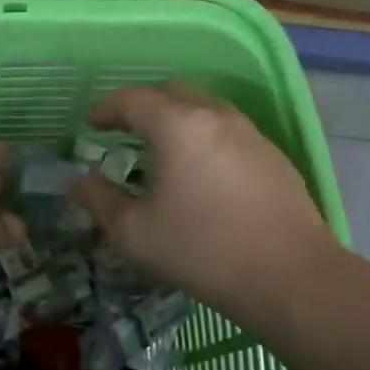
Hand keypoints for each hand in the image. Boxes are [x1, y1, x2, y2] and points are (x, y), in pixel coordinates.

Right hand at [68, 82, 334, 324]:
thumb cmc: (202, 250)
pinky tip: (197, 171)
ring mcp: (250, 133)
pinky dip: (202, 135)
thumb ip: (100, 201)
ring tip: (158, 149)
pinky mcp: (272, 156)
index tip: (89, 124)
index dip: (106, 108)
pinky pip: (226, 129)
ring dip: (175, 118)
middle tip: (121, 129)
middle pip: (172, 92)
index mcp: (178, 125)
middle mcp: (216, 116)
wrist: (291, 277)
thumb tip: (78, 182)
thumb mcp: (135, 232)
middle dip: (141, 105)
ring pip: (204, 108)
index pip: (133, 99)